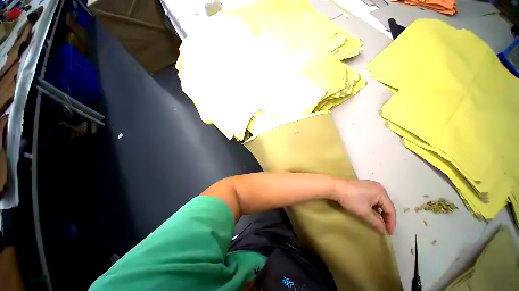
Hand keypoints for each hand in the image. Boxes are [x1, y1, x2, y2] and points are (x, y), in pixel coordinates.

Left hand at [333, 180, 395, 234]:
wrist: (334, 187)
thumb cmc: (350, 199)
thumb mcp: (364, 212)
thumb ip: (376, 223)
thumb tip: (384, 232)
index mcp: (381, 192)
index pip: (391, 210)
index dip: (391, 223)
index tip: (389, 233)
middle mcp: (377, 187)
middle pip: (385, 205)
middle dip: (385, 217)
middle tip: (383, 228)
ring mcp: (369, 185)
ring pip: (378, 202)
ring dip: (378, 212)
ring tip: (376, 222)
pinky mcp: (362, 186)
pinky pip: (372, 198)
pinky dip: (372, 206)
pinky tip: (369, 212)